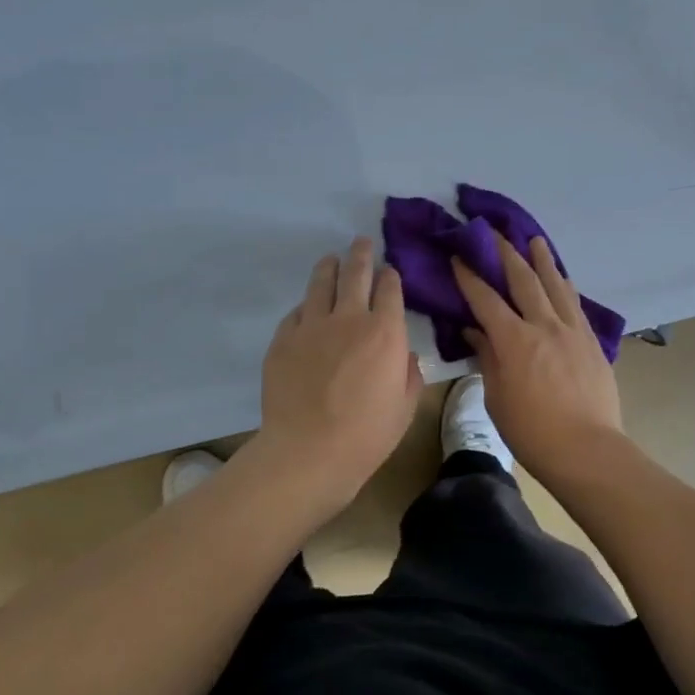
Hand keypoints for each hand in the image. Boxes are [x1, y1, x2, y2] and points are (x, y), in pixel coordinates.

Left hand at [257, 237, 420, 503]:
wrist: (308, 451)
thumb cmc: (367, 434)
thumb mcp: (406, 406)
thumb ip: (410, 374)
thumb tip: (405, 355)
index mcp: (385, 331)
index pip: (390, 289)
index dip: (391, 276)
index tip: (389, 271)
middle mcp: (349, 318)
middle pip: (356, 274)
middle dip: (361, 254)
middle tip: (361, 242)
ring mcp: (312, 326)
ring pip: (321, 284)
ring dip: (329, 268)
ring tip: (331, 260)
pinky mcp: (283, 340)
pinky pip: (297, 312)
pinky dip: (306, 305)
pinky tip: (307, 307)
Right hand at [452, 237, 622, 481]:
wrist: (587, 449)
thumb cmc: (532, 431)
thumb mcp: (497, 397)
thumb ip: (487, 358)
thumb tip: (475, 331)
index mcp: (514, 340)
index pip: (486, 299)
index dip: (469, 277)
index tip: (458, 257)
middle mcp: (543, 325)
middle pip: (523, 280)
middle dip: (506, 254)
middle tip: (494, 232)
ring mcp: (572, 330)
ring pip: (555, 285)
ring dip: (542, 260)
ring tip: (535, 239)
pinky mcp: (591, 341)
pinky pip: (576, 304)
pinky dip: (566, 286)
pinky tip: (563, 277)